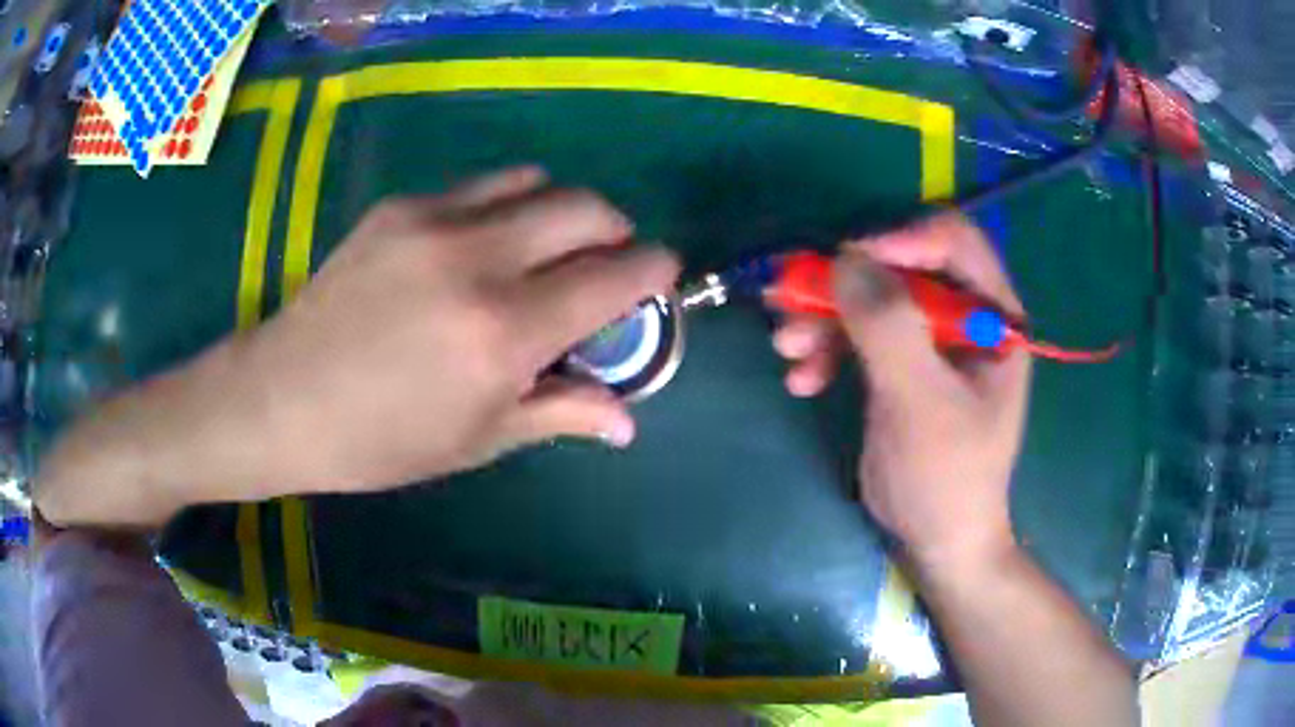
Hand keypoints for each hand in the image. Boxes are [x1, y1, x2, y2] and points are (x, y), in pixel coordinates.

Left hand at [248, 167, 679, 492]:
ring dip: (562, 209)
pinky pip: (480, 187)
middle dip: (617, 230)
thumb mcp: (478, 438)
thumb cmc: (381, 440)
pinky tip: (481, 246)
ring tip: (546, 248)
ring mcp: (435, 220)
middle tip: (607, 264)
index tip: (661, 278)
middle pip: (586, 207)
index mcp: (503, 332)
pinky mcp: (400, 206)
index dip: (654, 271)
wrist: (283, 398)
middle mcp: (478, 259)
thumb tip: (627, 420)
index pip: (614, 277)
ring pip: (536, 181)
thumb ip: (560, 412)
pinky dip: (506, 207)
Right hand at [772, 215, 1030, 565]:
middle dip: (845, 284)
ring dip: (823, 317)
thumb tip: (844, 258)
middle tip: (791, 301)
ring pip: (870, 297)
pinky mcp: (897, 362)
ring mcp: (928, 338)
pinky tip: (802, 379)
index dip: (901, 238)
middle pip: (901, 266)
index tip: (846, 259)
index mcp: (994, 315)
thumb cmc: (946, 476)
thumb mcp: (922, 404)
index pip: (954, 242)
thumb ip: (890, 328)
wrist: (934, 539)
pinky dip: (825, 348)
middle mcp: (964, 314)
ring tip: (787, 348)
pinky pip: (856, 332)